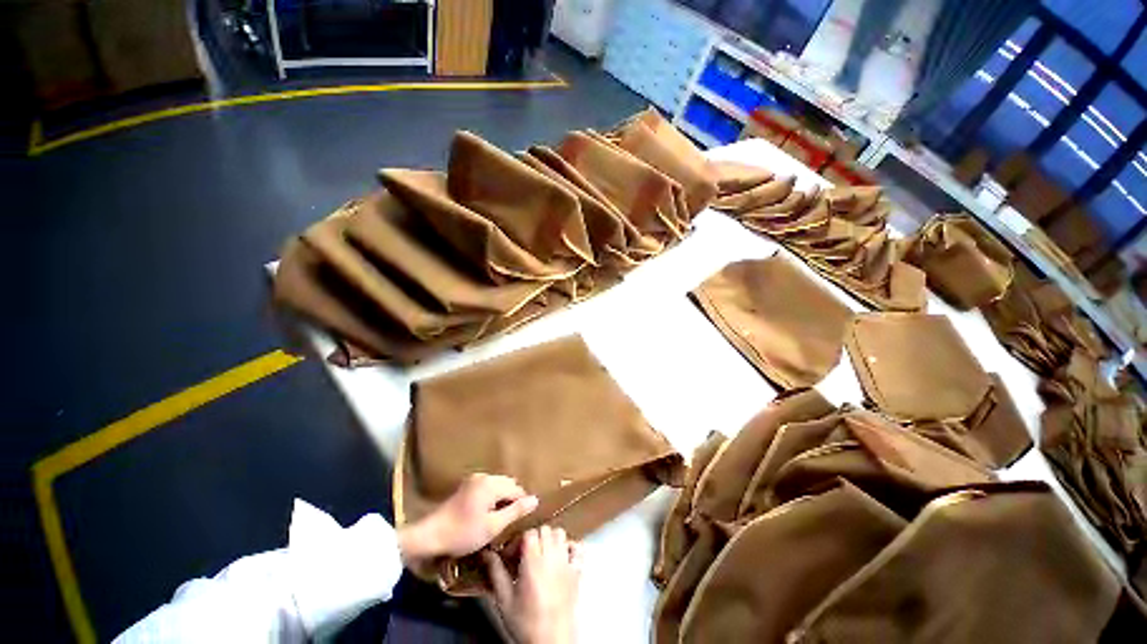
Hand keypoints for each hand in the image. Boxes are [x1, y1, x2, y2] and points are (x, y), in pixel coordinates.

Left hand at [398, 473, 538, 564]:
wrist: (430, 536)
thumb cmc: (463, 533)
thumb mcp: (493, 526)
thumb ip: (515, 511)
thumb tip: (535, 500)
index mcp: (491, 483)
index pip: (516, 489)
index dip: (520, 505)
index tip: (518, 522)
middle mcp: (484, 476)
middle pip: (508, 484)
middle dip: (511, 500)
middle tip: (508, 522)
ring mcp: (474, 479)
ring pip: (498, 486)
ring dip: (501, 499)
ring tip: (497, 519)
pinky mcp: (466, 486)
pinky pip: (488, 488)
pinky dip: (492, 498)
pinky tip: (486, 514)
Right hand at [485, 526, 581, 643]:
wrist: (551, 641)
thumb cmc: (526, 623)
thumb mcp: (504, 600)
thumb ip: (496, 573)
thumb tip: (487, 554)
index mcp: (533, 562)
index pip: (529, 533)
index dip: (519, 540)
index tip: (511, 555)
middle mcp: (552, 557)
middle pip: (545, 530)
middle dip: (533, 538)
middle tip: (524, 554)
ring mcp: (567, 563)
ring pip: (560, 534)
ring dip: (550, 539)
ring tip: (541, 554)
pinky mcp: (577, 572)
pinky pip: (578, 548)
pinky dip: (570, 547)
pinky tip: (561, 557)